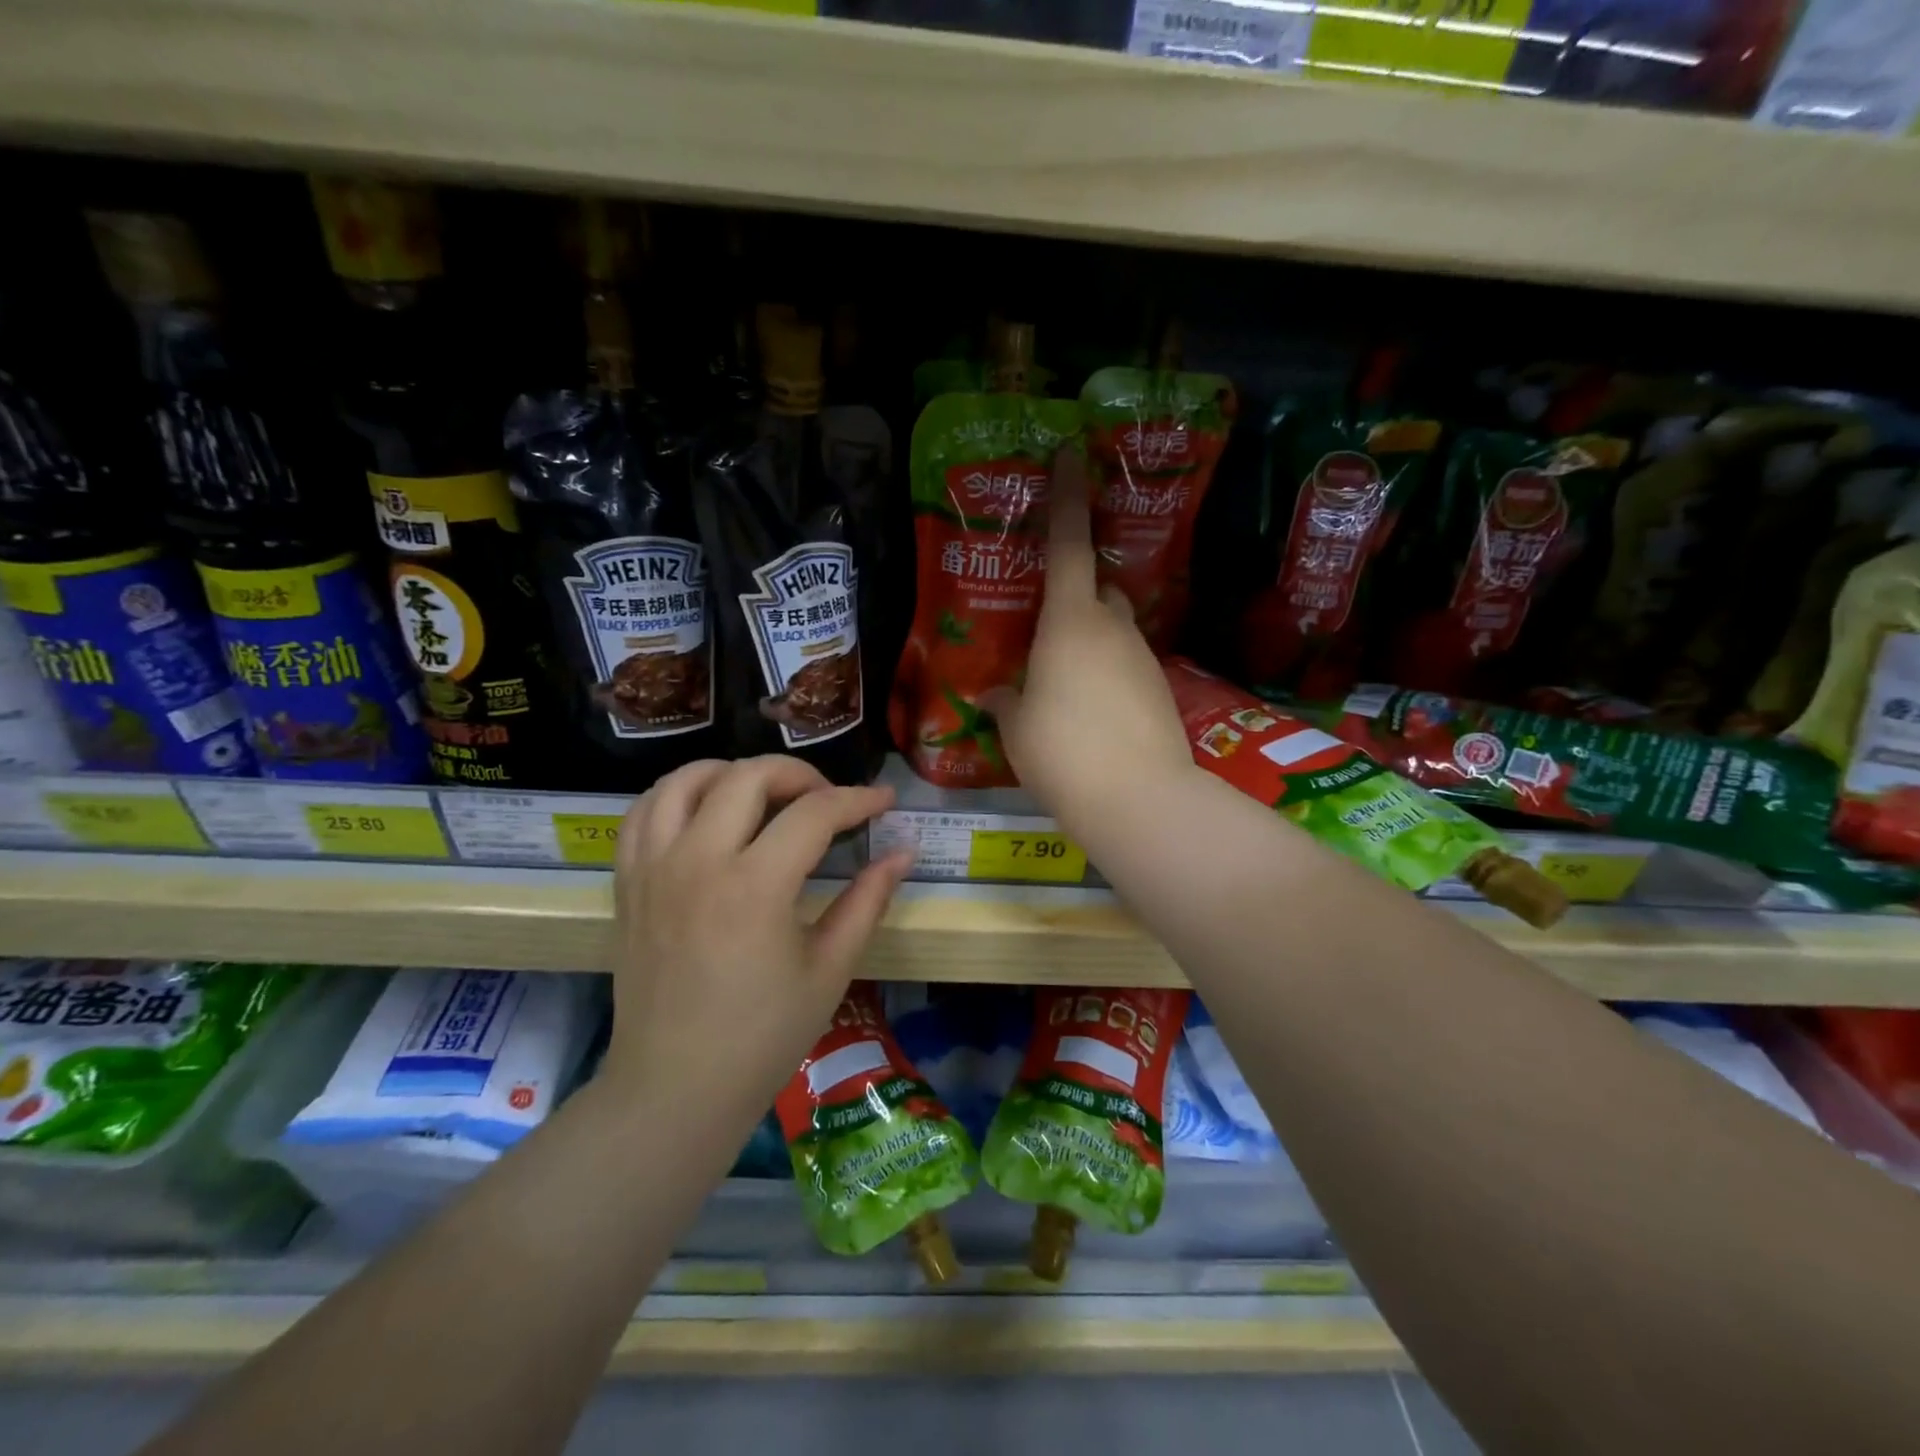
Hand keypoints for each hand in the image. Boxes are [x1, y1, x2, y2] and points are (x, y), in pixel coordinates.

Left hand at [606, 756, 911, 1117]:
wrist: (675, 1089)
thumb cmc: (763, 1037)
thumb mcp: (829, 969)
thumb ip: (867, 901)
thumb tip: (903, 853)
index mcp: (754, 887)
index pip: (814, 813)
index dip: (857, 799)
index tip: (884, 800)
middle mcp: (697, 861)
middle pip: (748, 776)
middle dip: (799, 774)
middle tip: (827, 798)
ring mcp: (653, 868)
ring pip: (685, 780)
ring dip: (732, 772)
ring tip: (764, 795)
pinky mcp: (627, 883)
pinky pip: (643, 812)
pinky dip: (677, 795)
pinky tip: (705, 812)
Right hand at [981, 447, 1193, 834]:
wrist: (1138, 798)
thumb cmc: (1061, 751)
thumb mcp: (1017, 728)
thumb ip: (1005, 702)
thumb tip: (994, 694)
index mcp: (1069, 622)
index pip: (1068, 545)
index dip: (1067, 498)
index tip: (1071, 455)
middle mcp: (1112, 628)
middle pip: (1099, 588)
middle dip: (1079, 592)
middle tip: (1049, 622)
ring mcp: (1142, 657)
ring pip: (1115, 628)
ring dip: (1092, 638)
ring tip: (1064, 681)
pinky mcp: (1160, 688)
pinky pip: (1127, 664)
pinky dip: (1108, 672)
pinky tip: (1092, 710)